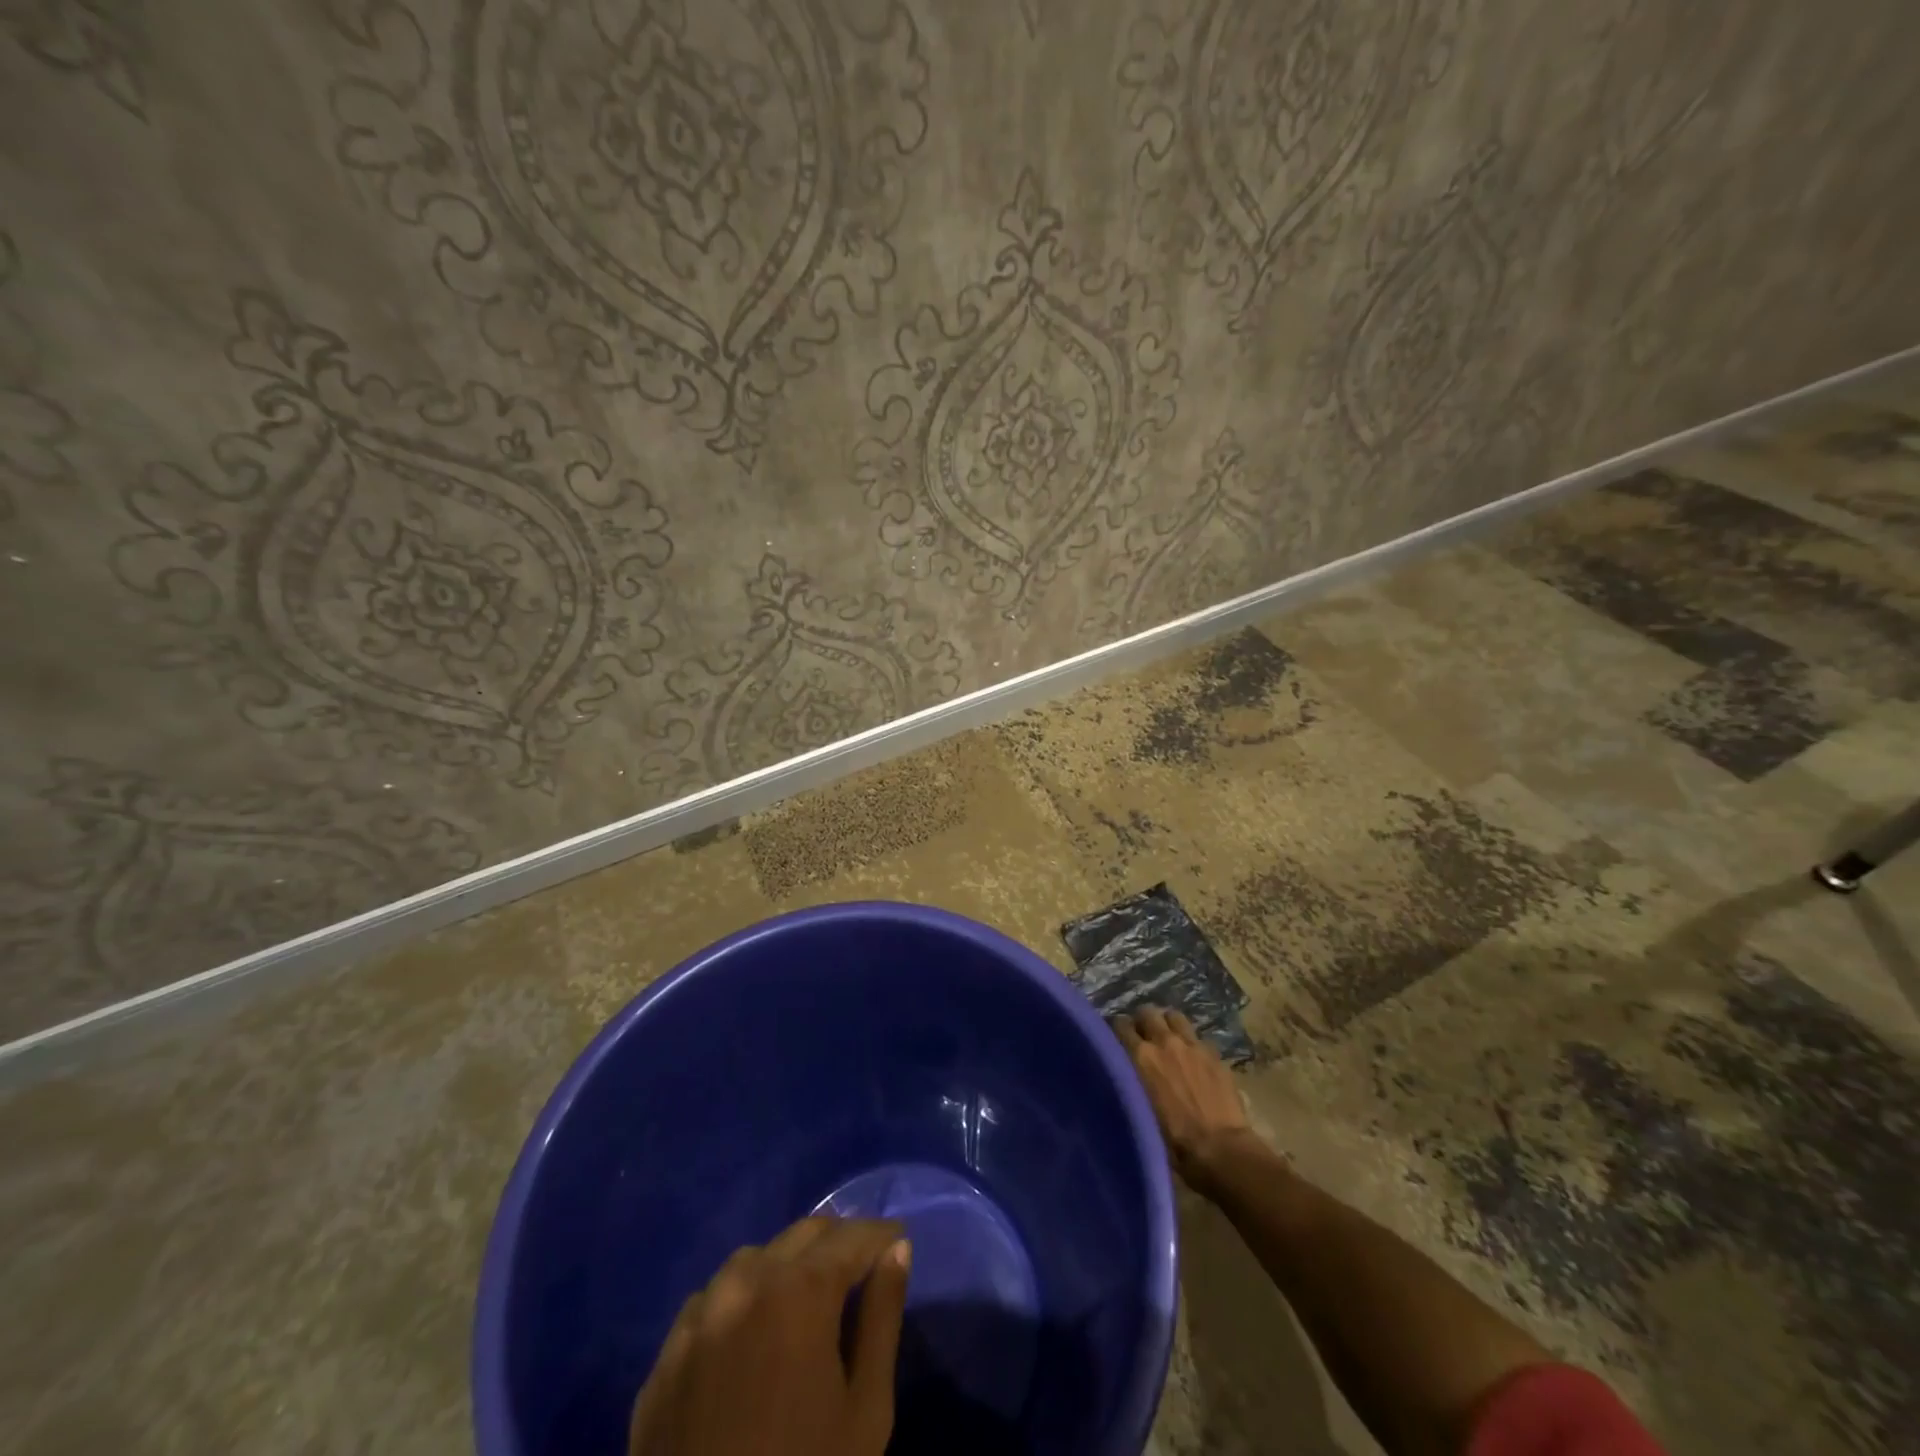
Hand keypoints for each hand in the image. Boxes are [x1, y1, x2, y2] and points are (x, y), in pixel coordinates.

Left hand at [628, 1216, 911, 1455]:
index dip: (881, 1236)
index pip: (852, 1236)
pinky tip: (753, 1335)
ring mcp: (698, 1316)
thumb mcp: (865, 1410)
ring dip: (788, 1265)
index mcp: (799, 1289)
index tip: (898, 1242)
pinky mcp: (665, 1355)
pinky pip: (713, 1301)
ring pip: (755, 1259)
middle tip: (862, 1269)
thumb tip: (896, 1252)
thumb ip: (883, 1318)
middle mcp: (745, 1281)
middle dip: (838, 1243)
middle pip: (804, 1235)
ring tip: (807, 1301)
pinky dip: (743, 1300)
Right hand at [1115, 1007, 1256, 1190]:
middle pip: (1148, 1013)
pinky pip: (1198, 1038)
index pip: (1119, 1024)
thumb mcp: (1138, 1111)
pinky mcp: (1215, 1054)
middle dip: (1142, 1022)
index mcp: (1140, 1056)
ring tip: (1168, 1040)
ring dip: (1168, 1025)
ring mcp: (1192, 1045)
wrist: (1221, 1151)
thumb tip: (1119, 1075)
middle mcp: (1164, 1042)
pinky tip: (1193, 1060)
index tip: (1115, 1041)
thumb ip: (1127, 1084)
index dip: (1116, 1031)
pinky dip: (1191, 1044)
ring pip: (1174, 1017)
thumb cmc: (1173, 1142)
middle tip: (1142, 1038)